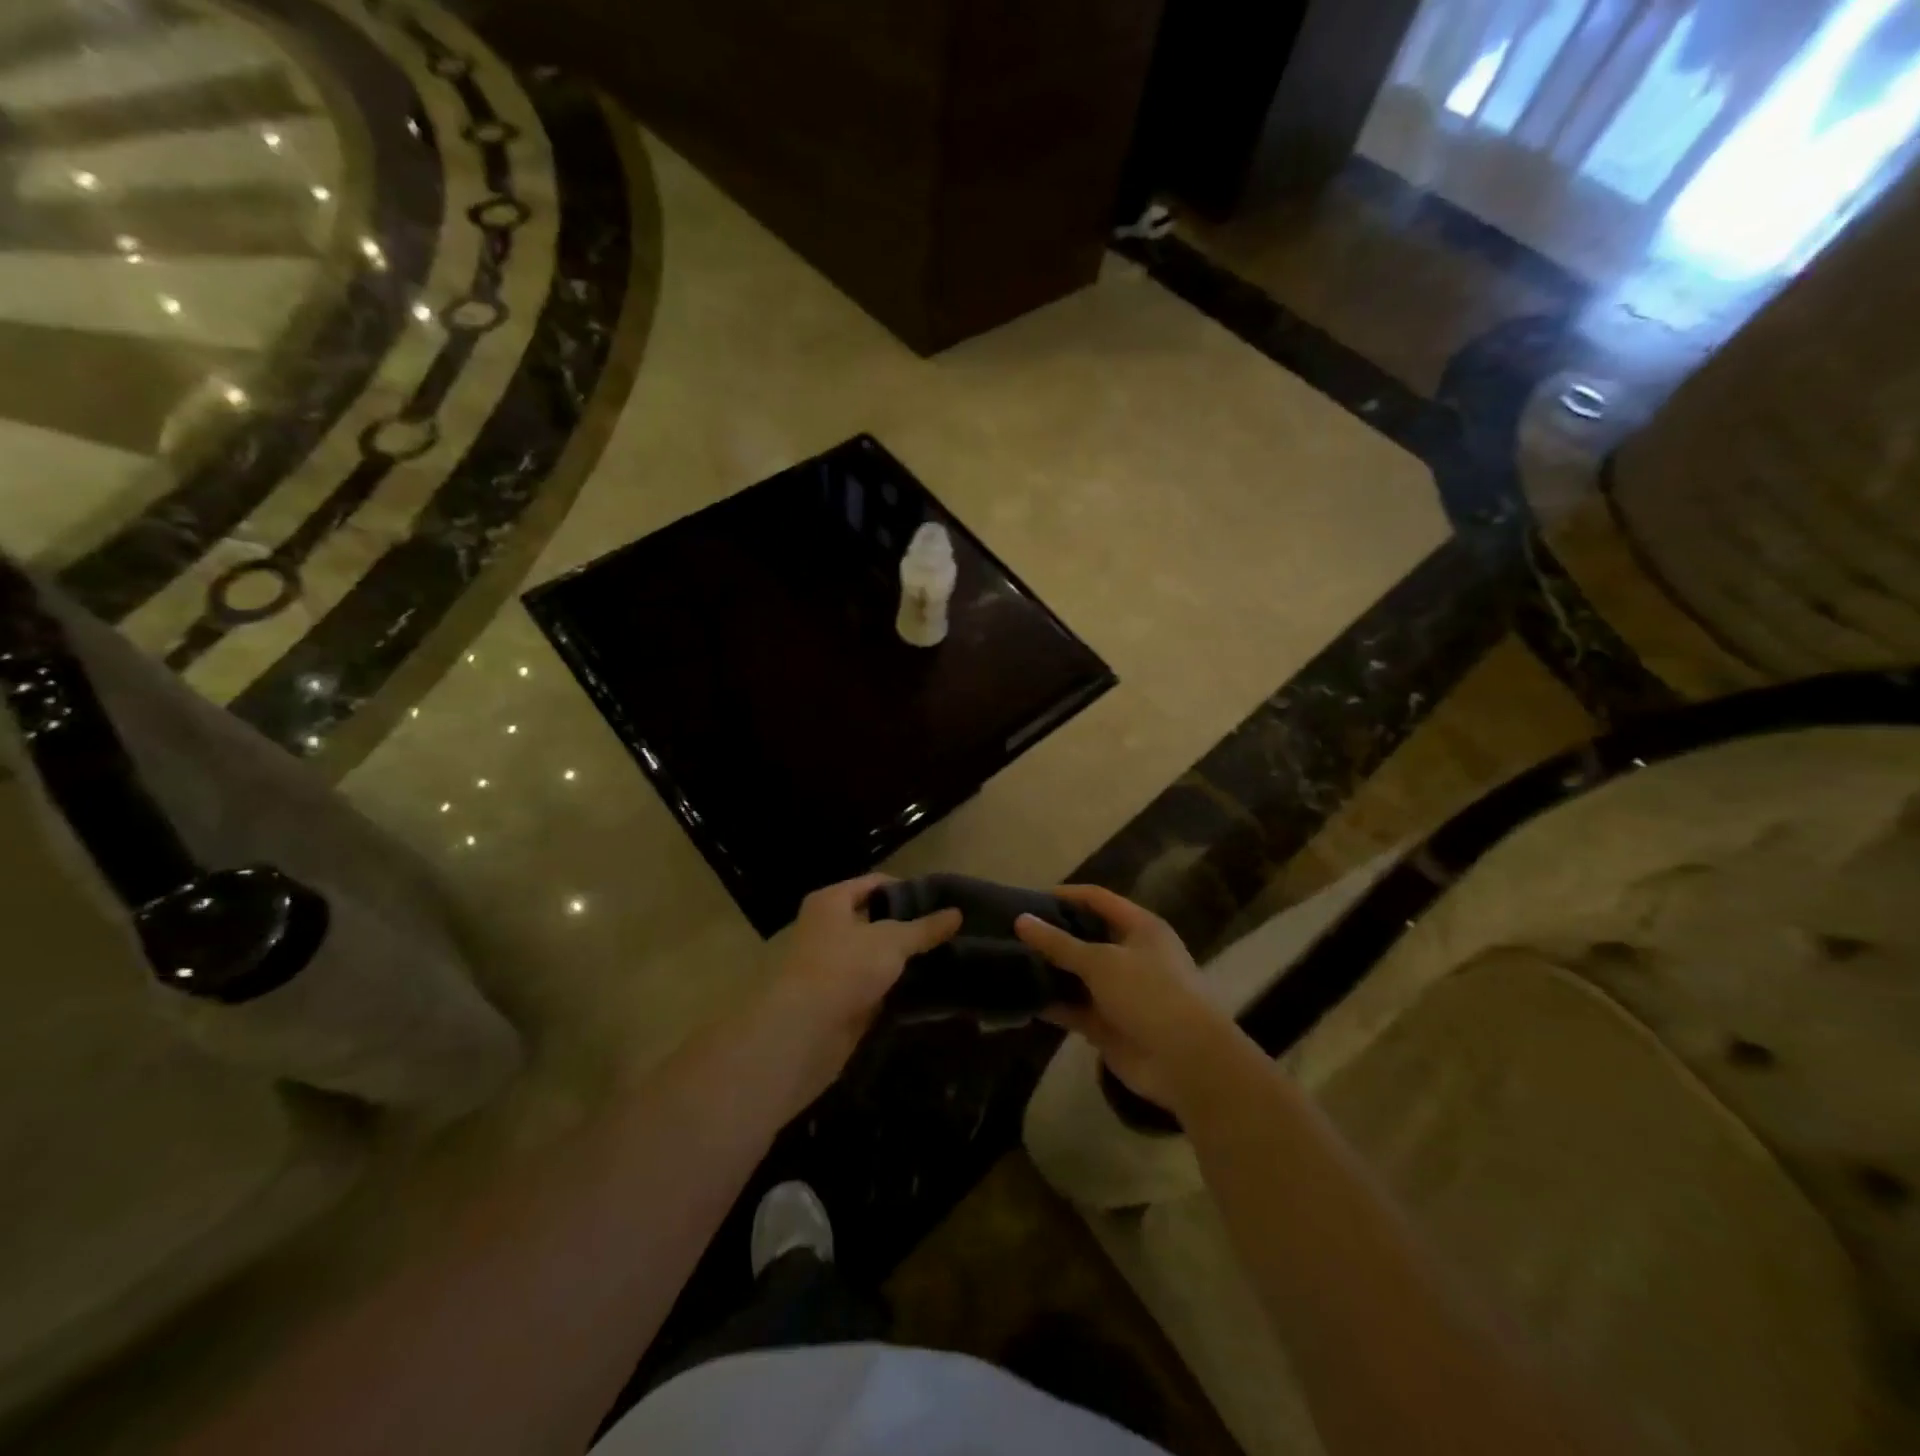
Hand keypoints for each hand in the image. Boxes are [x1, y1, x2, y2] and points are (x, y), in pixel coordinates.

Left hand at [769, 873, 961, 1084]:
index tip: (940, 902)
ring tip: (943, 957)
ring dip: (901, 959)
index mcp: (830, 901)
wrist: (804, 1032)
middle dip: (907, 926)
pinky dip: (892, 985)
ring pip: (874, 954)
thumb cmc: (844, 968)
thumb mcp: (892, 941)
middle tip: (946, 931)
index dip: (906, 889)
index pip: (874, 883)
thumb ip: (924, 928)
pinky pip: (871, 984)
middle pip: (873, 919)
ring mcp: (830, 965)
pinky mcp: (836, 998)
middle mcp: (825, 928)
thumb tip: (957, 913)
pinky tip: (924, 986)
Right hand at [1016, 885, 1233, 1108]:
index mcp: (1139, 928)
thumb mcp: (1102, 962)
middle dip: (1051, 935)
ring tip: (1008, 961)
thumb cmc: (1150, 994)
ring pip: (1077, 975)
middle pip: (1084, 936)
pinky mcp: (1108, 1024)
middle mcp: (1130, 954)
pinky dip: (1052, 1004)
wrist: (1187, 1063)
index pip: (1097, 899)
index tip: (1028, 898)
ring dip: (1048, 971)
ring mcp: (1119, 991)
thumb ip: (1059, 943)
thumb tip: (1021, 920)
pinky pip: (1074, 1008)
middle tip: (1010, 932)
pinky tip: (1021, 998)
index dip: (1064, 895)